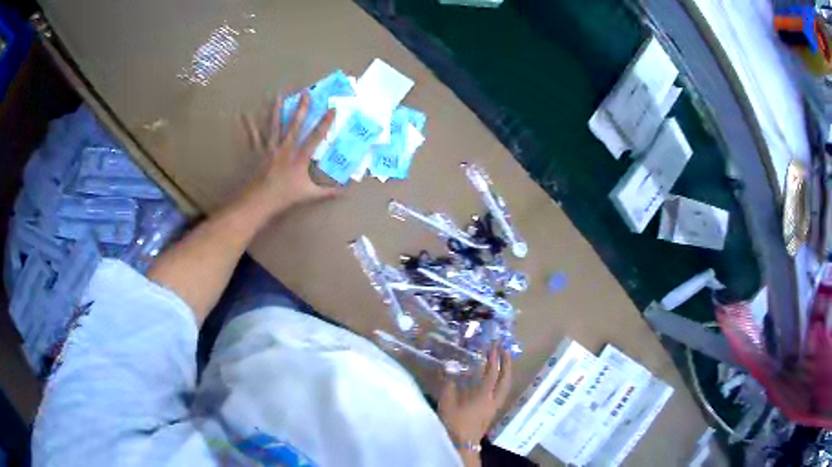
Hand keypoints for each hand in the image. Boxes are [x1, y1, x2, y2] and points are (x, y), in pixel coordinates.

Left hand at [243, 92, 337, 214]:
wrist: (260, 199)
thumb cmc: (285, 196)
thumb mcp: (309, 194)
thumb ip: (328, 191)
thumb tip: (347, 189)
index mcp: (300, 158)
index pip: (316, 136)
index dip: (325, 122)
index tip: (332, 108)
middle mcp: (287, 149)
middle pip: (295, 124)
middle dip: (302, 108)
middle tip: (306, 93)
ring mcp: (273, 148)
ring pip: (277, 125)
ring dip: (280, 110)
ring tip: (281, 96)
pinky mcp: (263, 151)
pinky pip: (261, 135)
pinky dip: (257, 125)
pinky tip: (250, 116)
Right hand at [439, 346, 511, 444]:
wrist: (461, 444)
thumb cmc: (454, 422)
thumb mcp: (447, 402)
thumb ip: (448, 384)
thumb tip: (448, 369)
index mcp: (483, 396)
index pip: (492, 374)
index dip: (493, 359)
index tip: (493, 346)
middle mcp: (493, 400)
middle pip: (506, 379)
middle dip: (507, 363)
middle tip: (504, 350)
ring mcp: (494, 407)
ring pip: (506, 387)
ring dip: (506, 373)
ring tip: (503, 362)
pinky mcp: (492, 412)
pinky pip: (501, 392)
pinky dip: (501, 382)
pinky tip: (494, 380)